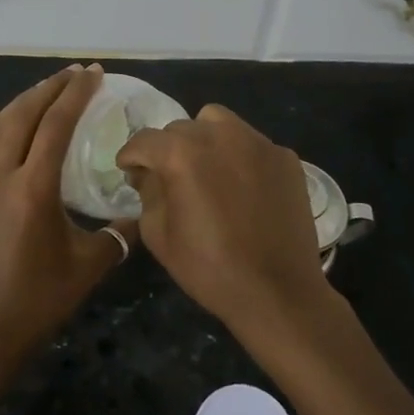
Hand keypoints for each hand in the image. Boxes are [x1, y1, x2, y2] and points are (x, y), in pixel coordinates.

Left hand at [0, 64, 137, 391]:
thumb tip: (141, 213)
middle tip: (74, 73)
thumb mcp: (88, 266)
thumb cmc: (38, 300)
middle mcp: (1, 175)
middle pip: (25, 114)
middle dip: (51, 88)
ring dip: (24, 101)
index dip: (76, 94)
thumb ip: (118, 235)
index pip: (56, 124)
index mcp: (33, 187)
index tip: (93, 73)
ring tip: (46, 88)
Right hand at [116, 105, 330, 345]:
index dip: (131, 155)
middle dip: (168, 150)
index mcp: (183, 154)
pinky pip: (251, 143)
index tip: (129, 171)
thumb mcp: (159, 235)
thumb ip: (147, 193)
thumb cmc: (211, 269)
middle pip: (181, 128)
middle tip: (169, 178)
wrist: (278, 292)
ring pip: (218, 122)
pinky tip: (243, 187)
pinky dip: (239, 156)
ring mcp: (257, 142)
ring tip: (207, 170)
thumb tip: (148, 174)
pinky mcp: (284, 156)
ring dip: (204, 139)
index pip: (145, 140)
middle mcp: (220, 135)